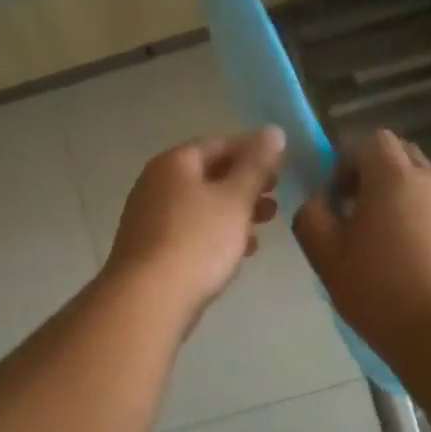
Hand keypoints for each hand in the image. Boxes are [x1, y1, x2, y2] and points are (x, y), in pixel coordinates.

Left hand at [104, 128, 284, 325]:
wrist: (148, 300)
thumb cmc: (196, 241)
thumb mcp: (235, 199)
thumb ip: (256, 165)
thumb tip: (273, 131)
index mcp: (174, 164)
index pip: (218, 144)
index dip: (252, 150)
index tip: (281, 165)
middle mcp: (156, 184)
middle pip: (208, 175)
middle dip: (244, 184)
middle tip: (275, 196)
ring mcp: (149, 219)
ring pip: (200, 206)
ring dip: (234, 212)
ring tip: (265, 224)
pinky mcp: (151, 250)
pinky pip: (190, 233)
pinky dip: (216, 235)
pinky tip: (241, 252)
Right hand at [293, 130, 430, 360]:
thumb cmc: (375, 288)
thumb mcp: (324, 253)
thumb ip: (311, 215)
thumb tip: (318, 200)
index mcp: (393, 179)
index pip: (373, 140)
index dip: (348, 160)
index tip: (337, 197)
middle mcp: (430, 183)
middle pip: (402, 156)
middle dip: (375, 173)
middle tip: (356, 212)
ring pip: (423, 185)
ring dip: (399, 200)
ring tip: (382, 243)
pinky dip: (421, 223)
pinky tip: (410, 263)